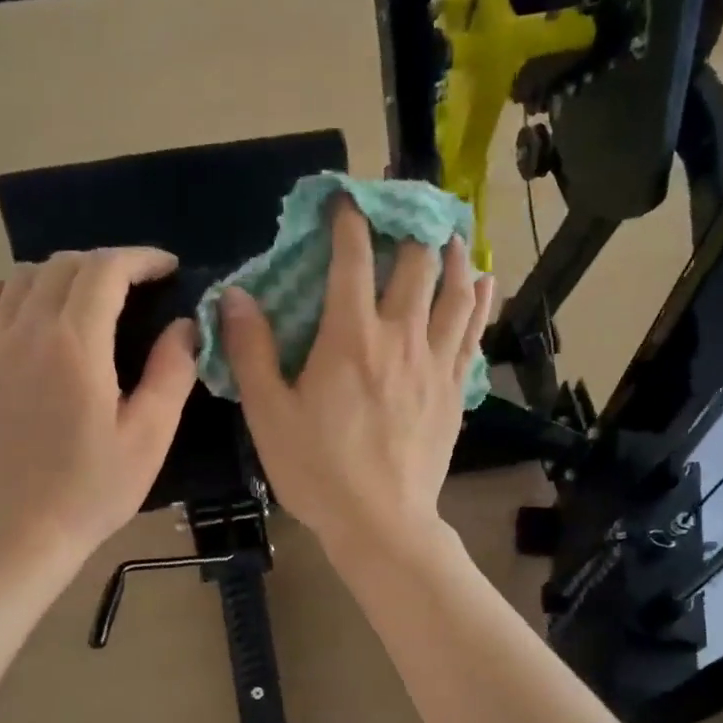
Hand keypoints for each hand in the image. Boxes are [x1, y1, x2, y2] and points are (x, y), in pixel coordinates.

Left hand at [0, 247, 196, 560]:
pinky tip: (30, 308)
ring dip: (62, 274)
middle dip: (107, 263)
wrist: (23, 529)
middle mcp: (28, 331)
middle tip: (137, 287)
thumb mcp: (149, 436)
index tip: (167, 268)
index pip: (106, 270)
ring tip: (90, 298)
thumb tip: (185, 324)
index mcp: (77, 345)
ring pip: (22, 276)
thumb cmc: (94, 488)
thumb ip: (171, 372)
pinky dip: (9, 289)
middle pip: (65, 265)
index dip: (141, 258)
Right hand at [221, 198, 493, 559]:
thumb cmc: (318, 471)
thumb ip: (252, 351)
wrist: (380, 522)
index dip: (349, 220)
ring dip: (454, 253)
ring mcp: (435, 362)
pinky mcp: (455, 390)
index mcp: (350, 337)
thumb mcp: (268, 415)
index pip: (353, 258)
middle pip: (417, 263)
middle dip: (410, 226)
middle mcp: (400, 336)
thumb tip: (236, 296)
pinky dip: (481, 300)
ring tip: (451, 232)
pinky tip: (485, 281)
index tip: (345, 200)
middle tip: (405, 208)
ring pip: (456, 290)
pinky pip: (474, 332)